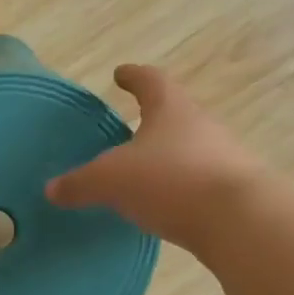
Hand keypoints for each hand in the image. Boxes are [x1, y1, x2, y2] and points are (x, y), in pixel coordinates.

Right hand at [46, 65, 262, 252]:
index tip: (121, 73)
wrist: (241, 221)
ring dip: (166, 158)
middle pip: (174, 115)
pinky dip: (179, 189)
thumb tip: (51, 189)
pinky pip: (198, 184)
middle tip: (127, 131)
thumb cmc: (171, 181)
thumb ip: (80, 183)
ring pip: (189, 150)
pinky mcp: (234, 193)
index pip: (151, 81)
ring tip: (142, 174)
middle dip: (151, 121)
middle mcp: (202, 127)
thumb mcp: (111, 181)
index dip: (134, 76)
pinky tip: (164, 206)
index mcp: (171, 110)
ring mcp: (224, 159)